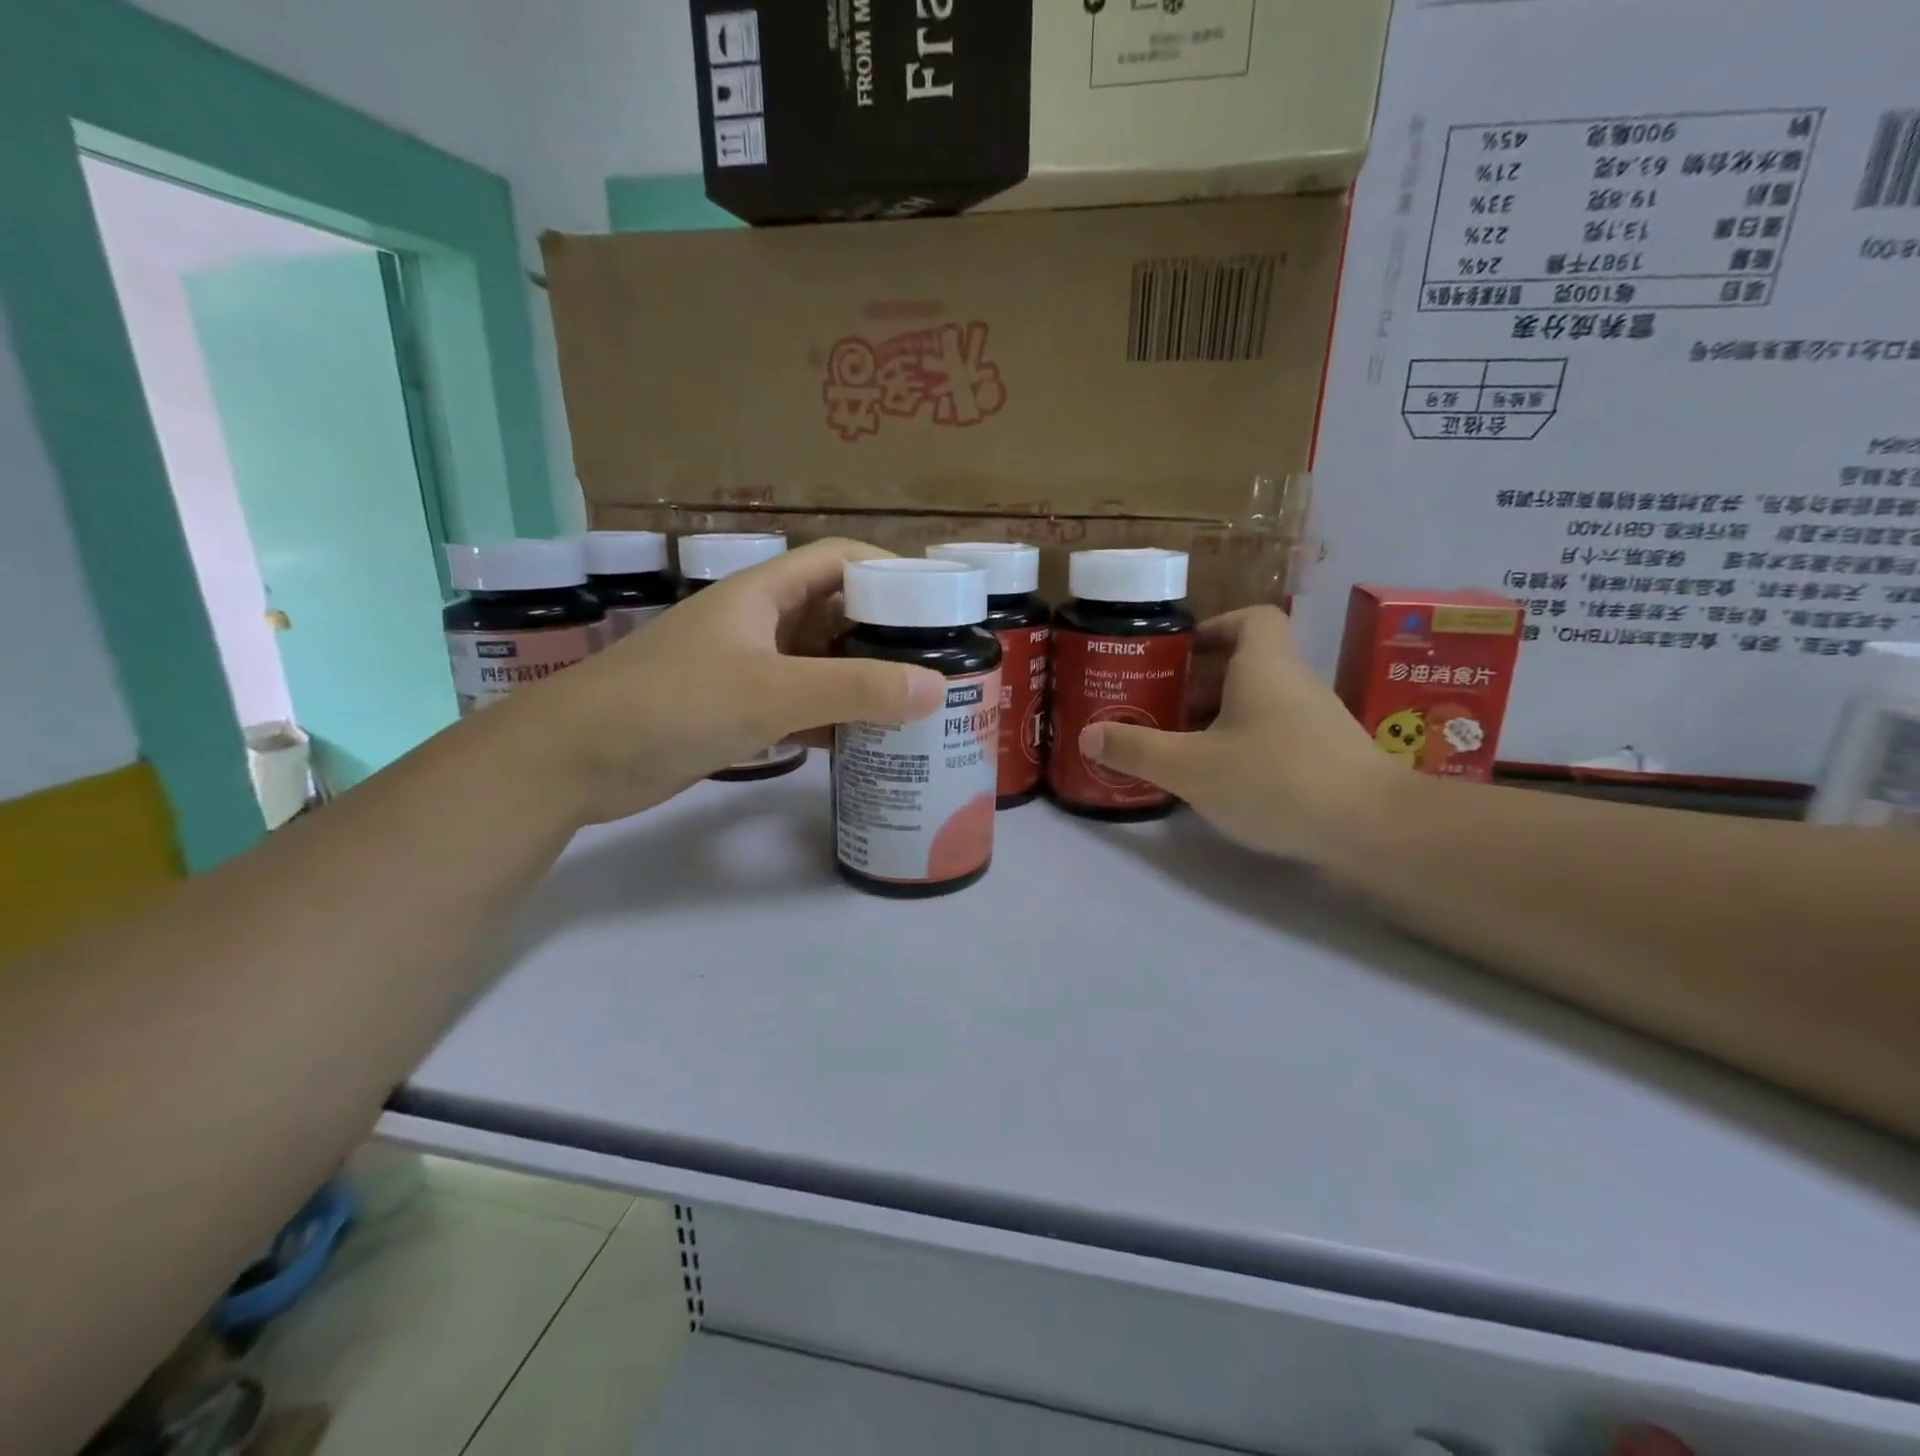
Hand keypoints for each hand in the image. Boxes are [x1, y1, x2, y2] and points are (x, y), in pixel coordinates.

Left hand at [488, 539, 946, 824]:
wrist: (571, 760)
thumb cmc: (672, 705)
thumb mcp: (772, 692)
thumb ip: (855, 688)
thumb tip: (938, 687)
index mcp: (762, 593)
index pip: (838, 559)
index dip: (888, 570)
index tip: (937, 601)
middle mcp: (756, 623)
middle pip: (833, 612)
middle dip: (884, 632)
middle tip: (937, 661)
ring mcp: (743, 668)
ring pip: (817, 663)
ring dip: (860, 679)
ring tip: (915, 703)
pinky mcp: (732, 711)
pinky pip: (797, 704)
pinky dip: (830, 717)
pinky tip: (863, 740)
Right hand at [1078, 607, 1399, 863]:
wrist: (1373, 829)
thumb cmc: (1275, 779)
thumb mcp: (1191, 767)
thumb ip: (1136, 749)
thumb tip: (1088, 735)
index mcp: (1264, 666)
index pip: (1251, 618)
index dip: (1216, 625)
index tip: (1181, 651)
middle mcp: (1295, 683)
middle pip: (1248, 664)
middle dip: (1201, 682)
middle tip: (1160, 707)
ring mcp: (1317, 721)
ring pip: (1261, 703)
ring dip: (1221, 718)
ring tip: (1180, 747)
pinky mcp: (1327, 758)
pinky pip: (1277, 735)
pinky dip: (1247, 746)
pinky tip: (1223, 781)